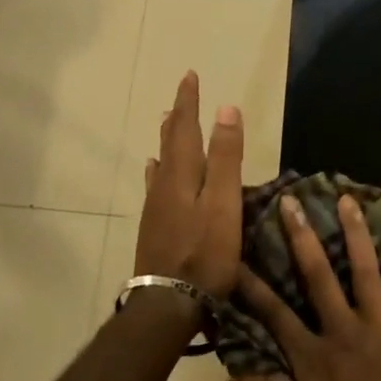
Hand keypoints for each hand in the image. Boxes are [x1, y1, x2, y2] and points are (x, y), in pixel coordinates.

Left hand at [134, 72, 243, 298]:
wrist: (167, 305)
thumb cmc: (204, 253)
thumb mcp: (223, 203)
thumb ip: (225, 157)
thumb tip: (226, 108)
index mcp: (182, 174)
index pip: (185, 127)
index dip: (188, 101)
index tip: (189, 75)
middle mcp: (164, 184)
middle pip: (171, 141)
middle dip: (178, 116)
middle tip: (181, 94)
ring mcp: (156, 207)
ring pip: (162, 162)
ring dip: (168, 139)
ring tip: (167, 123)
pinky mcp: (154, 226)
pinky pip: (156, 184)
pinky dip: (158, 169)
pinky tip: (154, 172)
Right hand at [237, 194, 380, 380]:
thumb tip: (259, 362)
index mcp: (313, 359)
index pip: (274, 315)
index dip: (252, 286)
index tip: (236, 257)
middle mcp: (343, 332)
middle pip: (318, 276)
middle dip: (301, 236)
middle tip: (291, 202)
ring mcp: (380, 328)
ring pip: (365, 271)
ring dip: (355, 233)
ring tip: (347, 200)